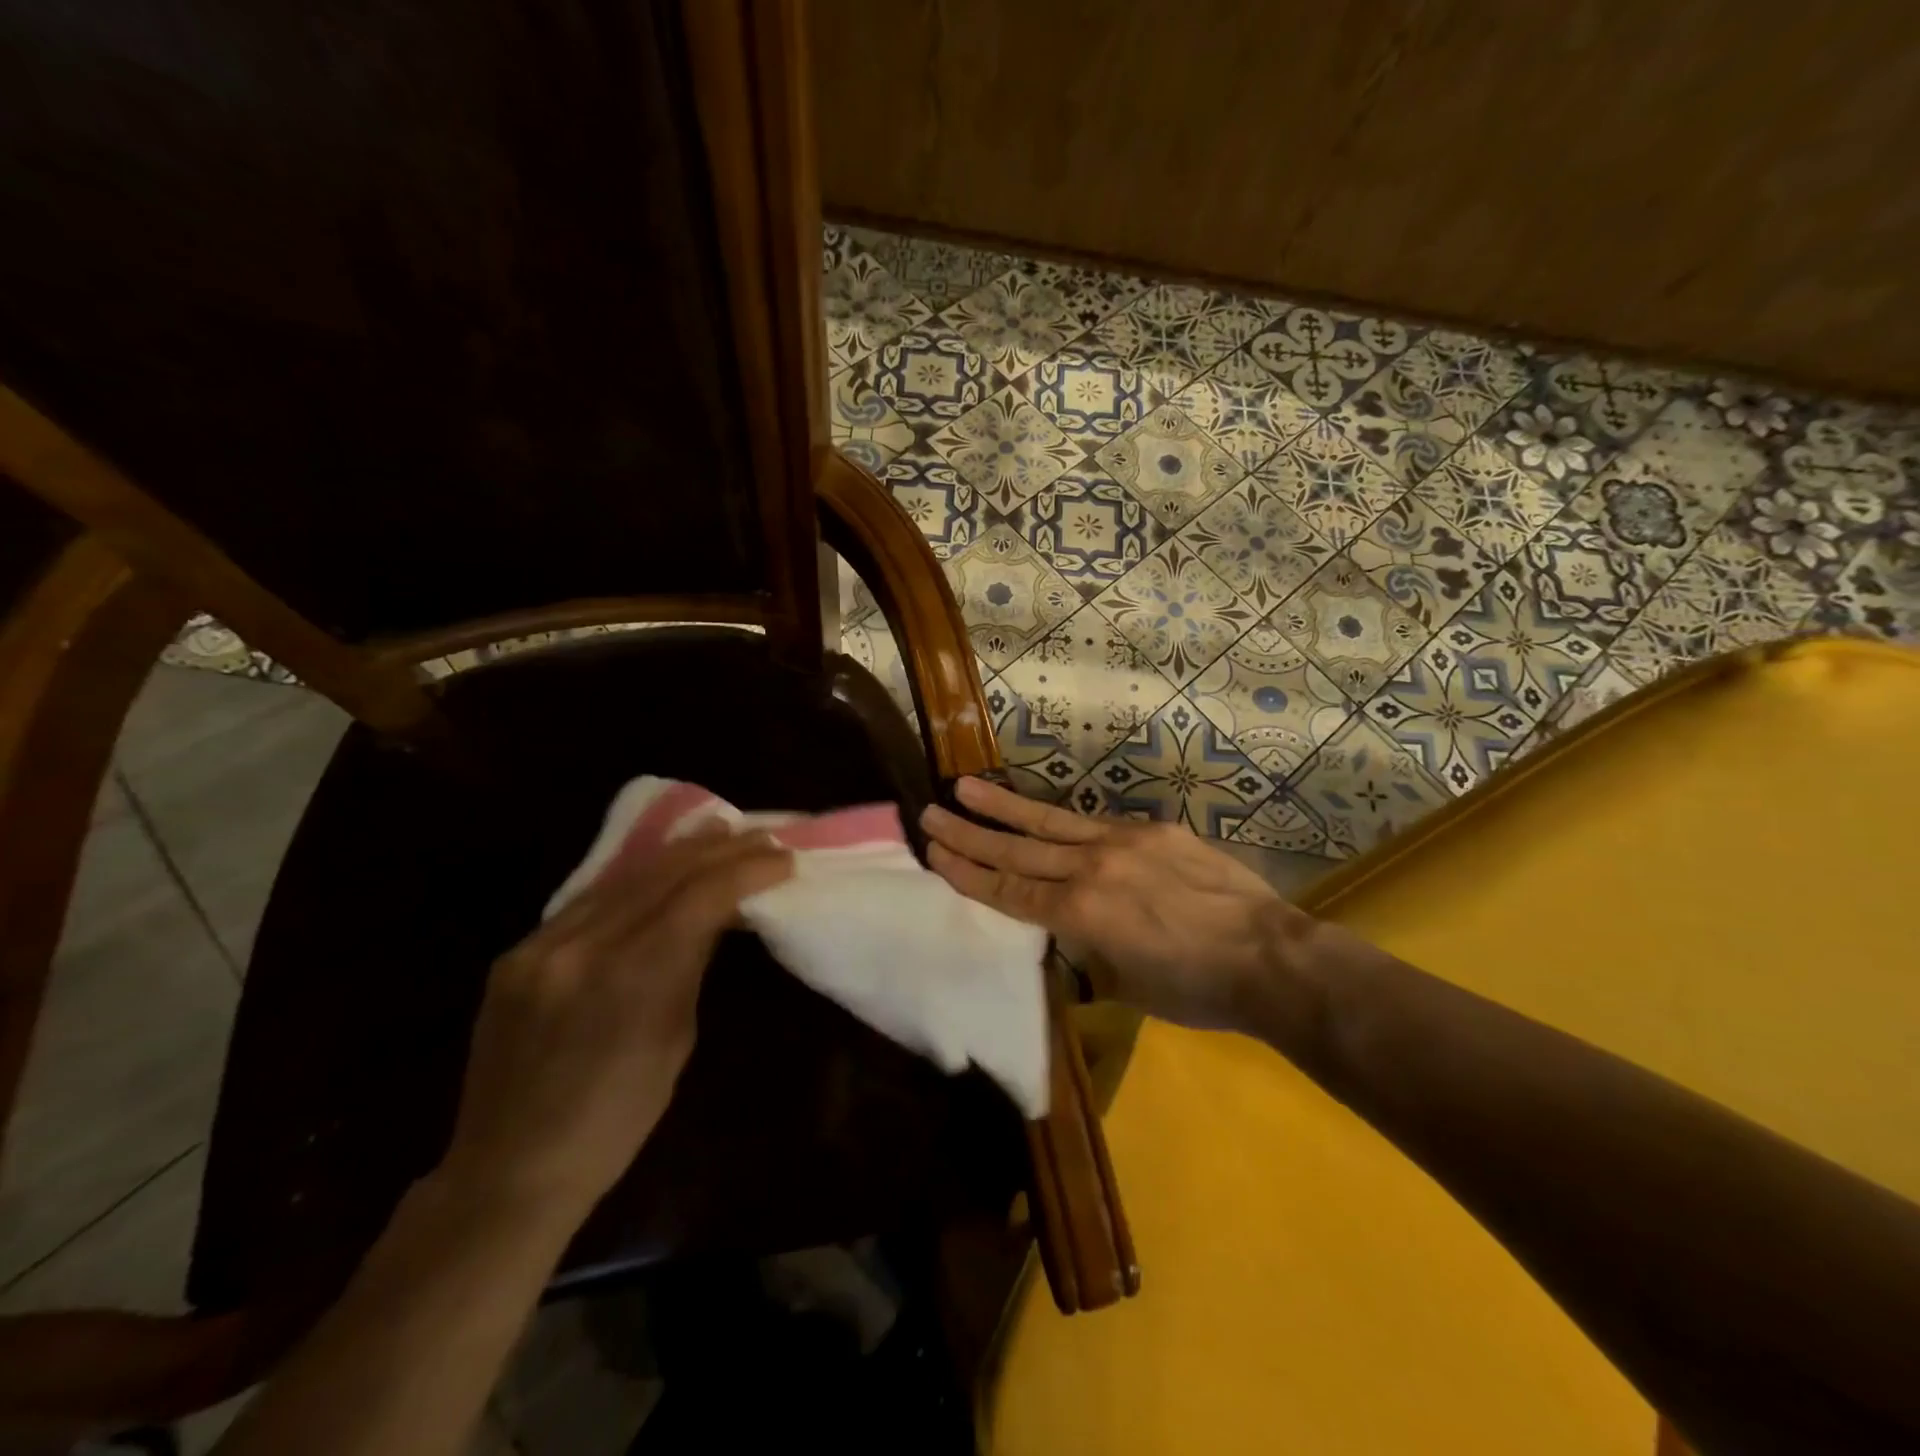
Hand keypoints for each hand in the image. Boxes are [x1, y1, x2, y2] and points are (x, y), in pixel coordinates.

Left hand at [439, 823, 792, 1217]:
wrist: (510, 1170)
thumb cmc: (617, 1120)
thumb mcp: (675, 1039)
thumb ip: (689, 964)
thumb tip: (717, 913)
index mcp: (632, 978)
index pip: (700, 898)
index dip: (746, 870)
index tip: (782, 860)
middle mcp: (582, 947)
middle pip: (662, 874)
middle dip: (718, 850)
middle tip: (758, 837)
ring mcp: (540, 947)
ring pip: (622, 877)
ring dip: (677, 852)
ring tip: (716, 834)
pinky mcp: (516, 953)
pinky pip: (586, 900)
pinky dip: (633, 879)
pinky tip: (658, 868)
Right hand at [920, 777, 1309, 1031]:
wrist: (1269, 958)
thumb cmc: (1195, 989)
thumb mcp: (1125, 984)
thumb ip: (1086, 950)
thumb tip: (1067, 935)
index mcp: (1081, 914)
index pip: (1010, 891)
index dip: (969, 873)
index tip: (935, 852)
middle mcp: (1092, 868)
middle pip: (1018, 850)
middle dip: (971, 833)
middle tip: (932, 812)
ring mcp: (1124, 842)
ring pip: (1051, 823)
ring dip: (1005, 807)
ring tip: (967, 786)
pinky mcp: (1154, 830)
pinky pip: (1097, 825)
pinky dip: (1065, 823)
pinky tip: (1045, 815)